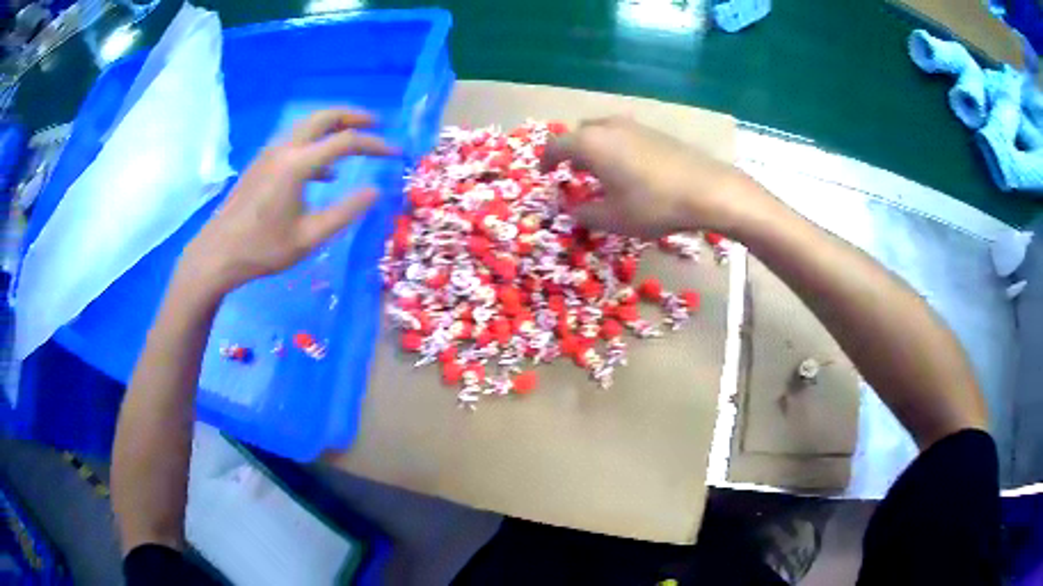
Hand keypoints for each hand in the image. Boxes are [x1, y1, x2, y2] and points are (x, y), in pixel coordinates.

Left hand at [180, 109, 396, 294]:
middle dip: (353, 116)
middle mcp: (284, 149)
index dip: (374, 144)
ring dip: (333, 127)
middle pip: (324, 117)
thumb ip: (345, 211)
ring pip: (307, 126)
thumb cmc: (263, 249)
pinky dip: (315, 145)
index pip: (345, 142)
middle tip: (376, 125)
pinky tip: (324, 172)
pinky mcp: (261, 164)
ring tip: (354, 140)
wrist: (217, 254)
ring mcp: (269, 154)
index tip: (395, 152)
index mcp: (297, 164)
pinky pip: (294, 142)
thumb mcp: (309, 237)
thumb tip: (375, 191)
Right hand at [541, 116, 755, 238]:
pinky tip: (628, 169)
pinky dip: (615, 147)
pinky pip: (622, 134)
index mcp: (590, 144)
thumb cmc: (653, 205)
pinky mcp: (655, 131)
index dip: (545, 160)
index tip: (544, 174)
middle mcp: (608, 127)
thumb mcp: (612, 219)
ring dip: (594, 148)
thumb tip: (571, 209)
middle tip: (573, 173)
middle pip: (579, 133)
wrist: (707, 190)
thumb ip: (583, 213)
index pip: (555, 146)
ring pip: (602, 131)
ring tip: (600, 171)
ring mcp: (634, 126)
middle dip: (571, 152)